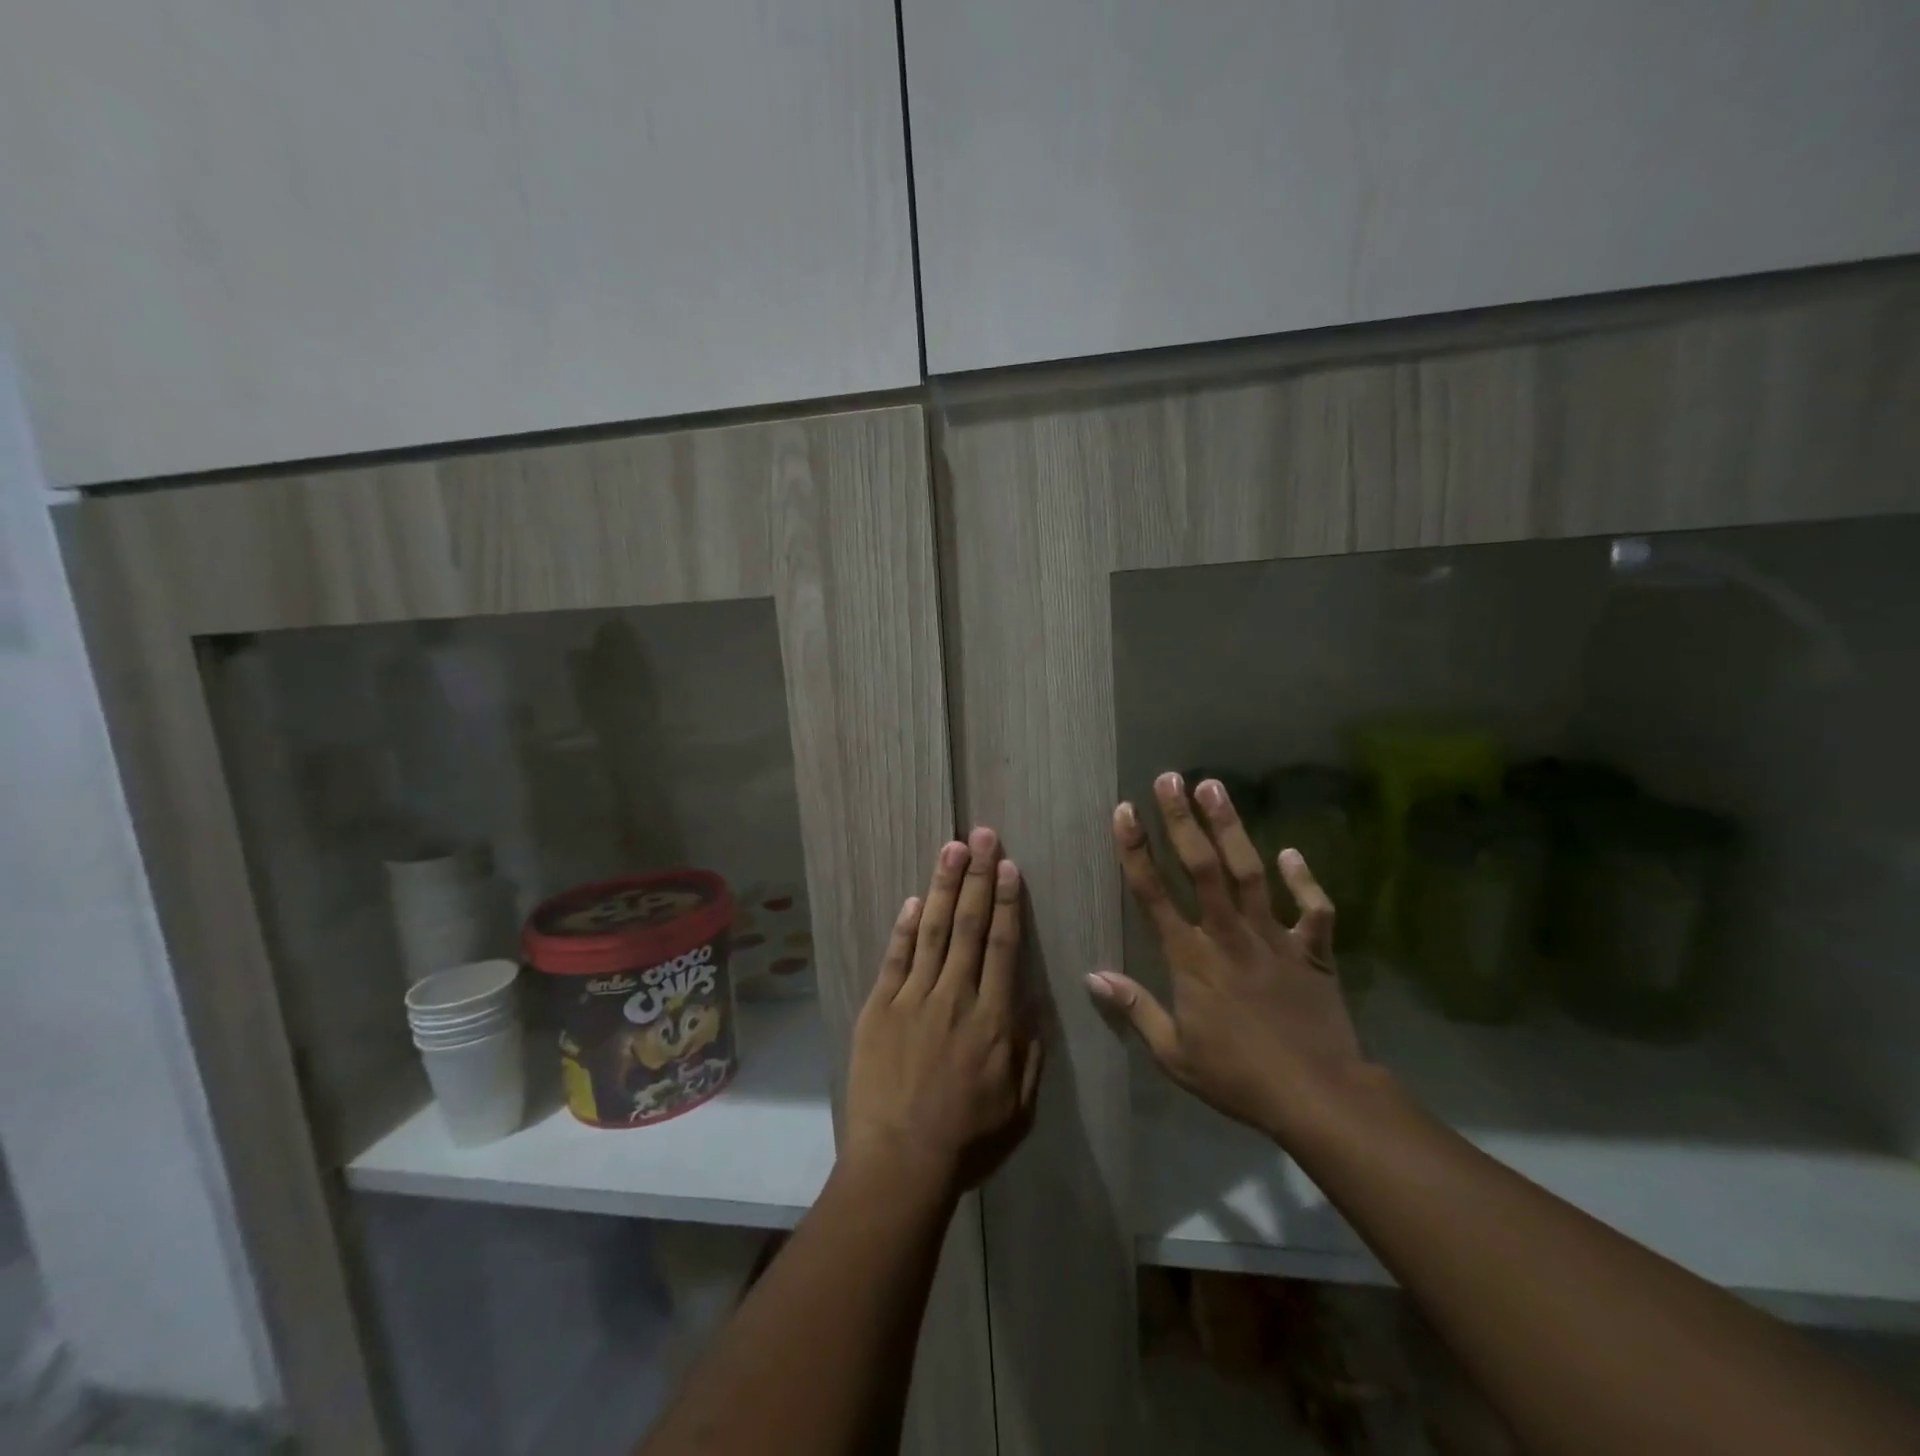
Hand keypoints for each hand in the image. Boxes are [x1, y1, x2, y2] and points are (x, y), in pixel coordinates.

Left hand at [844, 828, 1042, 1196]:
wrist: (900, 1163)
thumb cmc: (967, 1141)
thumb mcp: (1020, 1107)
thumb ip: (1029, 1051)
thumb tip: (1031, 1004)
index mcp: (994, 1019)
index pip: (1003, 946)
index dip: (1007, 902)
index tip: (1009, 866)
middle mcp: (955, 997)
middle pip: (970, 926)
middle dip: (978, 876)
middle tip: (982, 835)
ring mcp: (913, 999)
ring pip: (934, 931)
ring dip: (944, 887)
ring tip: (952, 849)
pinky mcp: (879, 1009)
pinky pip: (895, 960)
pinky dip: (905, 928)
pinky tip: (914, 900)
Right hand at [1086, 773, 1368, 1142]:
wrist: (1318, 1097)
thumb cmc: (1237, 1077)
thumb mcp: (1174, 1055)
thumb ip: (1135, 1010)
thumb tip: (1092, 976)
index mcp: (1191, 959)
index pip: (1153, 895)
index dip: (1136, 850)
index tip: (1124, 811)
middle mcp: (1228, 936)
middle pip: (1202, 868)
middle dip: (1182, 821)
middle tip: (1170, 779)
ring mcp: (1273, 939)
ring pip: (1249, 873)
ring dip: (1231, 829)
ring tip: (1215, 788)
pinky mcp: (1312, 951)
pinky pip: (1313, 909)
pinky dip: (1305, 880)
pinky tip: (1291, 852)